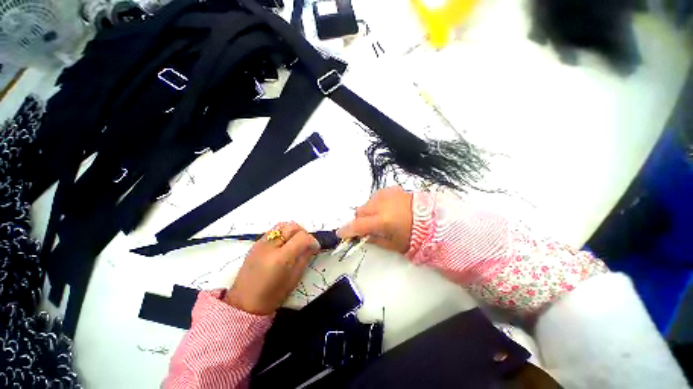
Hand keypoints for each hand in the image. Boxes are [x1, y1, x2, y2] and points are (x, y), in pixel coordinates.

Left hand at [225, 222, 319, 314]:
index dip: (312, 241)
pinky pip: (274, 230)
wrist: (244, 303)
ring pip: (283, 225)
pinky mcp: (256, 243)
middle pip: (292, 226)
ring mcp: (261, 243)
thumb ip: (305, 258)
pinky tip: (284, 244)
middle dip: (303, 233)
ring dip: (293, 230)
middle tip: (306, 244)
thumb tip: (313, 245)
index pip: (302, 237)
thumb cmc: (272, 296)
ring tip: (295, 242)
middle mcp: (270, 246)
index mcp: (281, 258)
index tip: (315, 248)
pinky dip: (283, 233)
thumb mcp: (294, 278)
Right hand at [337, 187, 412, 253]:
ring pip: (367, 203)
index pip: (358, 225)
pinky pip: (377, 196)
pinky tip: (388, 208)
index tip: (340, 233)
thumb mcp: (394, 244)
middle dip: (361, 220)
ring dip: (369, 211)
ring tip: (381, 217)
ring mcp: (386, 194)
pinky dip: (378, 203)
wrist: (433, 218)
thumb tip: (362, 237)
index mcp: (383, 221)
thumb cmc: (414, 235)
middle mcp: (382, 204)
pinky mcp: (391, 189)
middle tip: (369, 227)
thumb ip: (374, 240)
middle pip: (360, 211)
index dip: (347, 230)